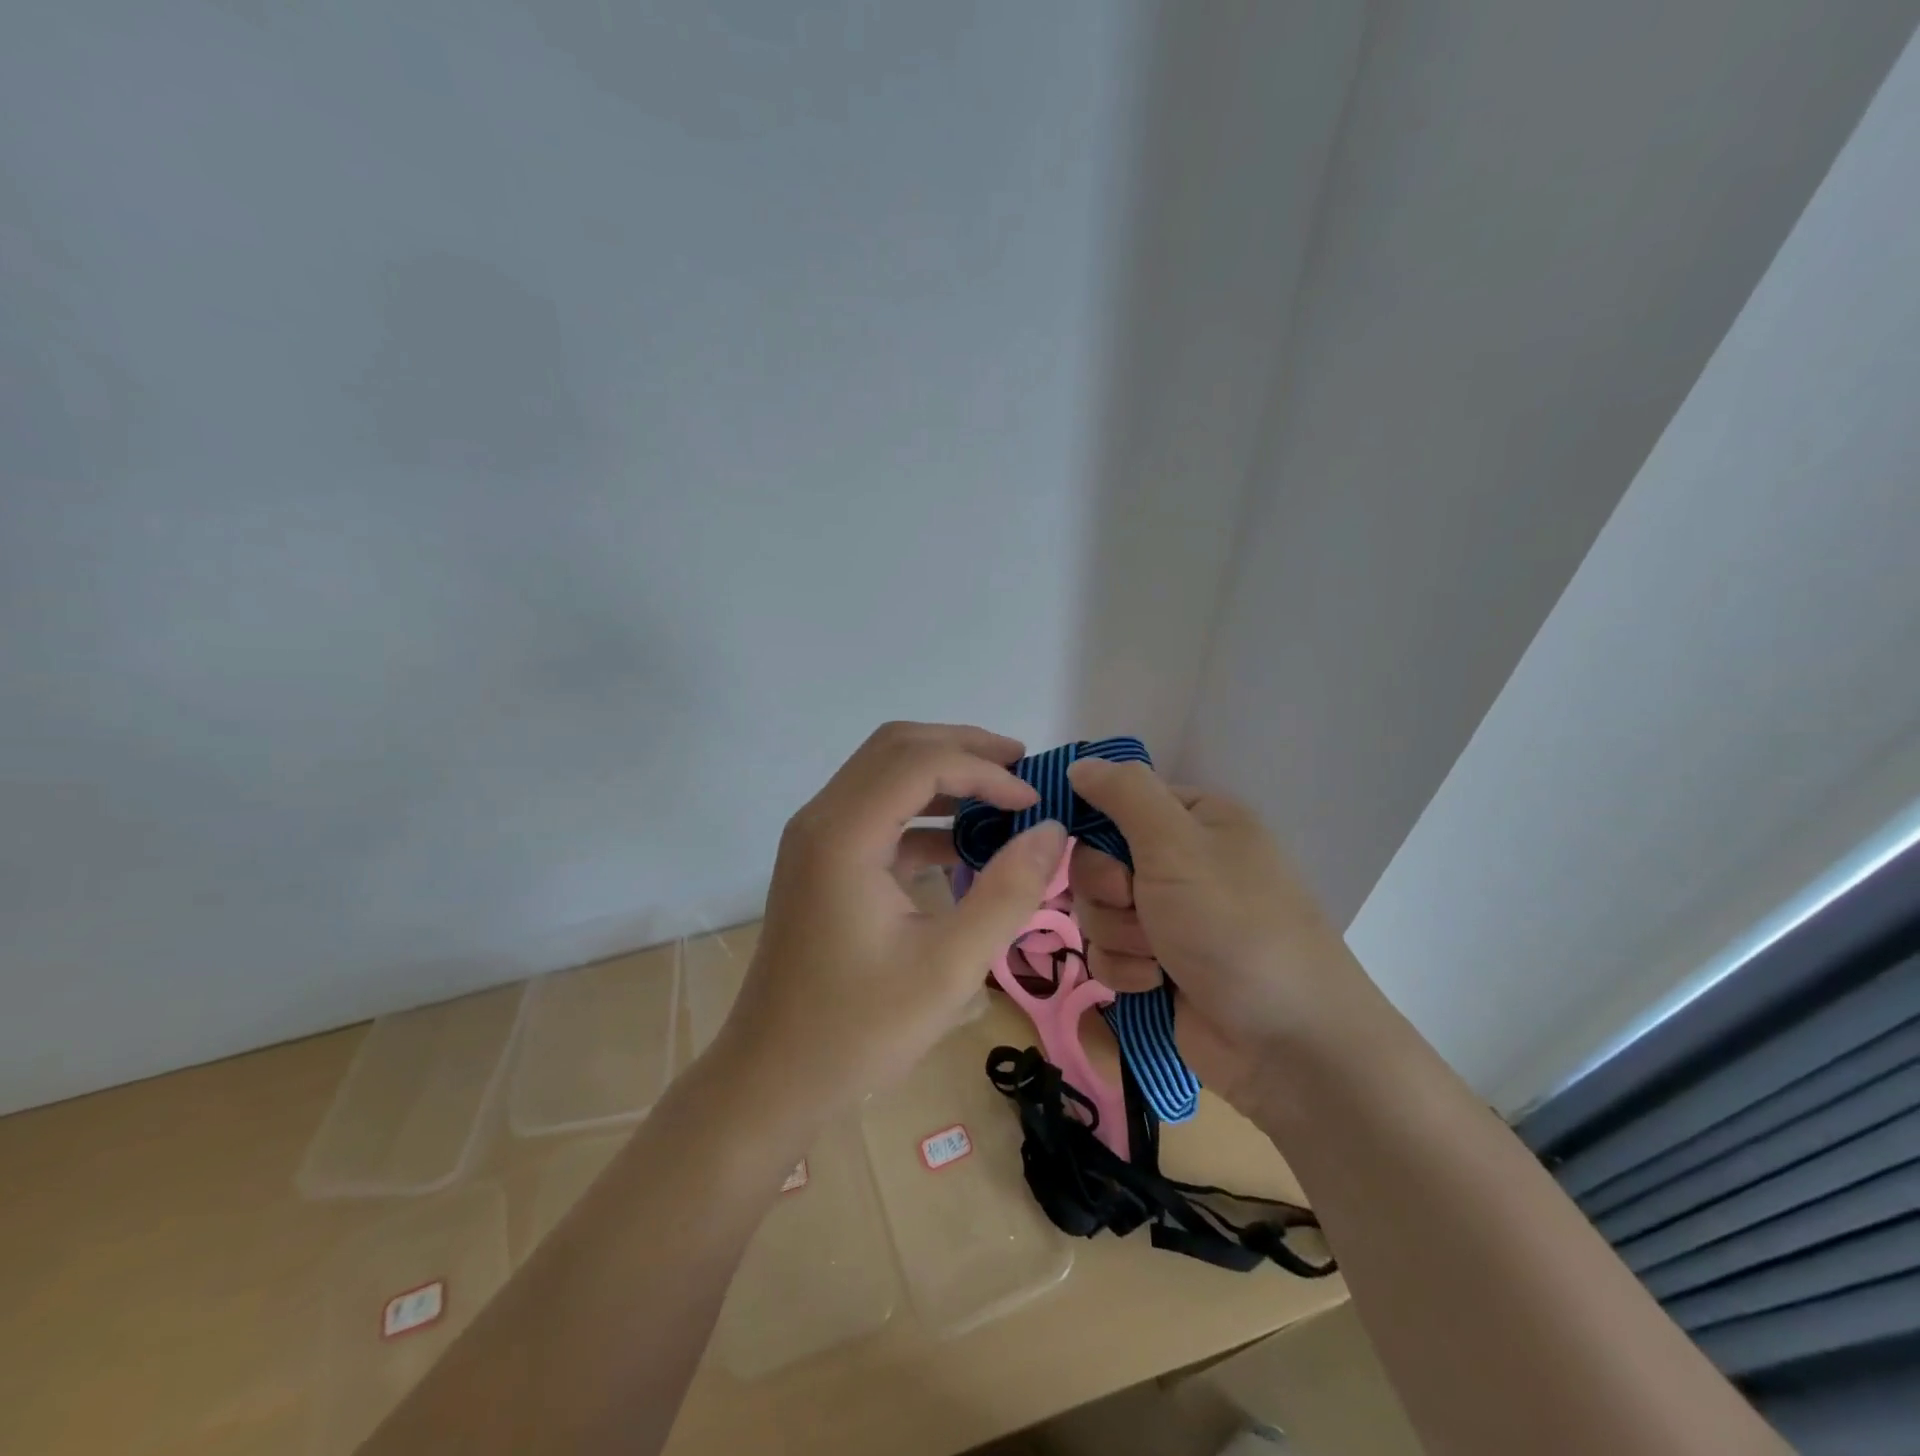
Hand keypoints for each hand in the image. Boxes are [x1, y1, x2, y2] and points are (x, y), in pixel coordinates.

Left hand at [716, 722, 1067, 1129]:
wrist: (771, 1078)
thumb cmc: (859, 1029)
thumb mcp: (950, 967)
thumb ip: (1008, 892)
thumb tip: (1052, 830)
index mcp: (844, 835)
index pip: (920, 761)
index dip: (984, 771)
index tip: (1033, 803)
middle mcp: (821, 819)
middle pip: (896, 748)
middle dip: (964, 749)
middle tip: (1022, 770)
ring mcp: (816, 838)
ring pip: (884, 772)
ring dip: (942, 773)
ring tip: (1001, 795)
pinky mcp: (820, 861)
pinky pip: (876, 811)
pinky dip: (922, 811)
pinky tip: (962, 844)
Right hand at [1065, 759, 1366, 1112]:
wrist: (1287, 1043)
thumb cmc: (1234, 926)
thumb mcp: (1178, 844)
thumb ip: (1125, 794)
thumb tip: (1080, 763)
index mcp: (1195, 820)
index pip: (1117, 802)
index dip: (1097, 827)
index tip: (1102, 851)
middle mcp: (1181, 863)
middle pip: (1097, 860)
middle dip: (1108, 891)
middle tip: (1138, 906)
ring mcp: (1169, 917)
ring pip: (1096, 910)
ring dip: (1118, 934)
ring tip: (1158, 956)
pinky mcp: (1157, 966)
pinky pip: (1107, 954)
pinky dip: (1125, 970)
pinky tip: (1157, 985)